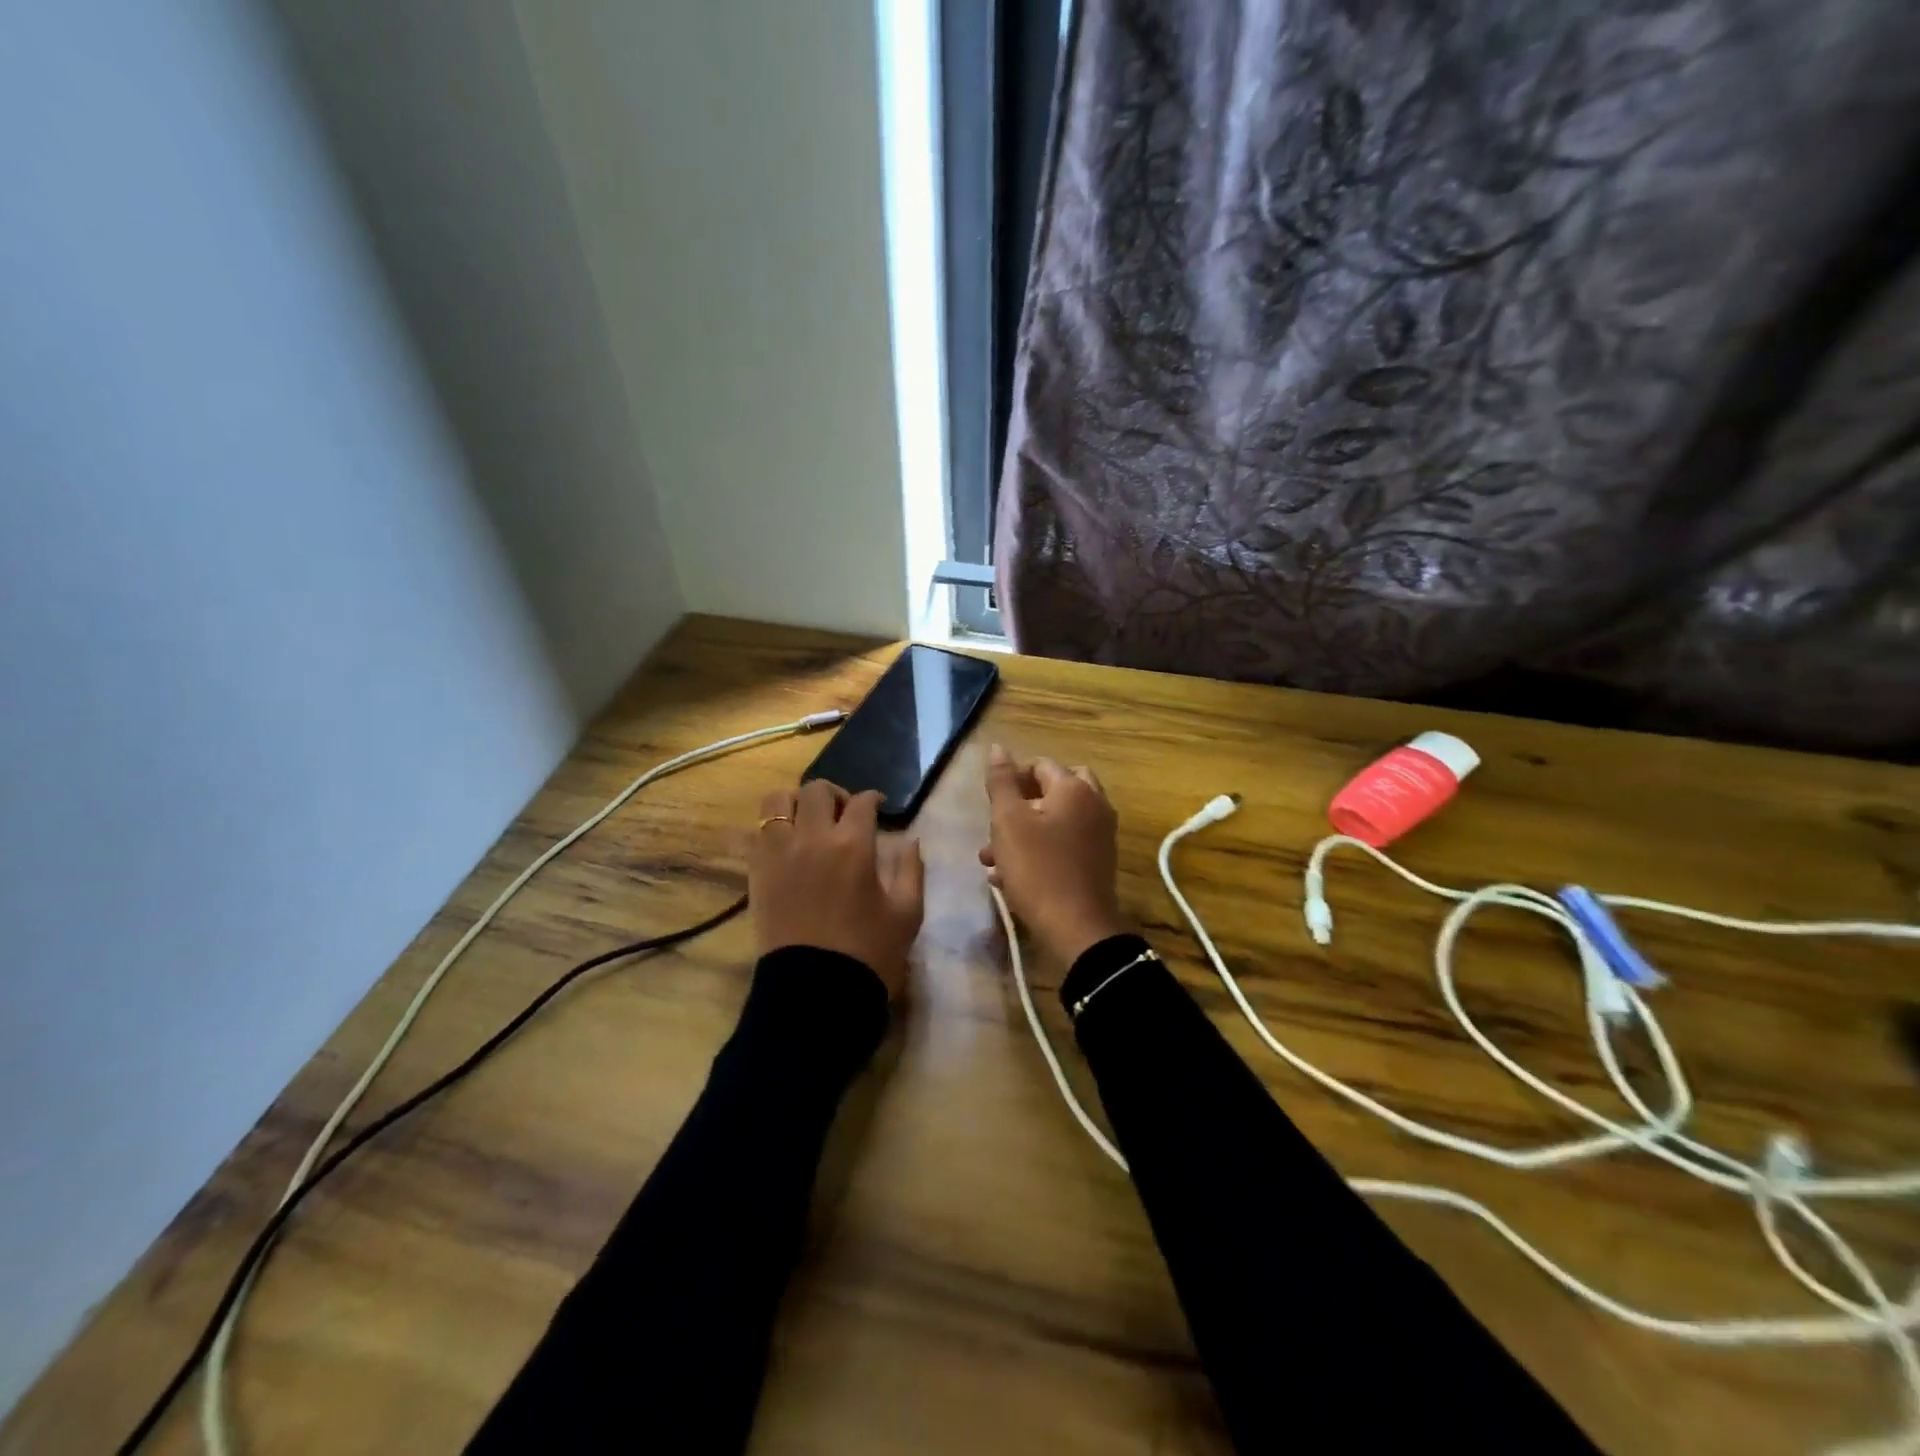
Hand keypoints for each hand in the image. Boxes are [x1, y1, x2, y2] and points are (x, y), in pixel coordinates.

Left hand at [749, 780, 924, 997]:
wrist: (816, 992)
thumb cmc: (868, 954)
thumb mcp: (907, 913)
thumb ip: (911, 870)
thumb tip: (910, 841)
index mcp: (853, 846)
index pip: (862, 802)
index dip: (873, 799)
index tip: (878, 806)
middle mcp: (812, 838)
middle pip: (817, 790)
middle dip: (834, 794)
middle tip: (843, 813)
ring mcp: (778, 853)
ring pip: (778, 800)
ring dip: (795, 802)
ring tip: (806, 820)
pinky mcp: (755, 871)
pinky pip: (750, 834)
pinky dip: (765, 830)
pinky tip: (780, 842)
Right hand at [980, 745, 1127, 967]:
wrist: (1077, 928)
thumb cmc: (1038, 868)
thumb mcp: (1008, 822)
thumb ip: (1001, 782)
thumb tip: (997, 748)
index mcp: (1074, 788)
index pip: (1039, 765)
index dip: (1011, 779)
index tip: (990, 804)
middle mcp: (1094, 805)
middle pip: (1053, 790)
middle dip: (1020, 805)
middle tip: (997, 825)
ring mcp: (1100, 835)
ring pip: (1056, 821)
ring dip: (1024, 833)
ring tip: (991, 859)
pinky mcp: (1098, 862)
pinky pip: (1065, 844)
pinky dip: (1040, 851)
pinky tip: (1010, 876)